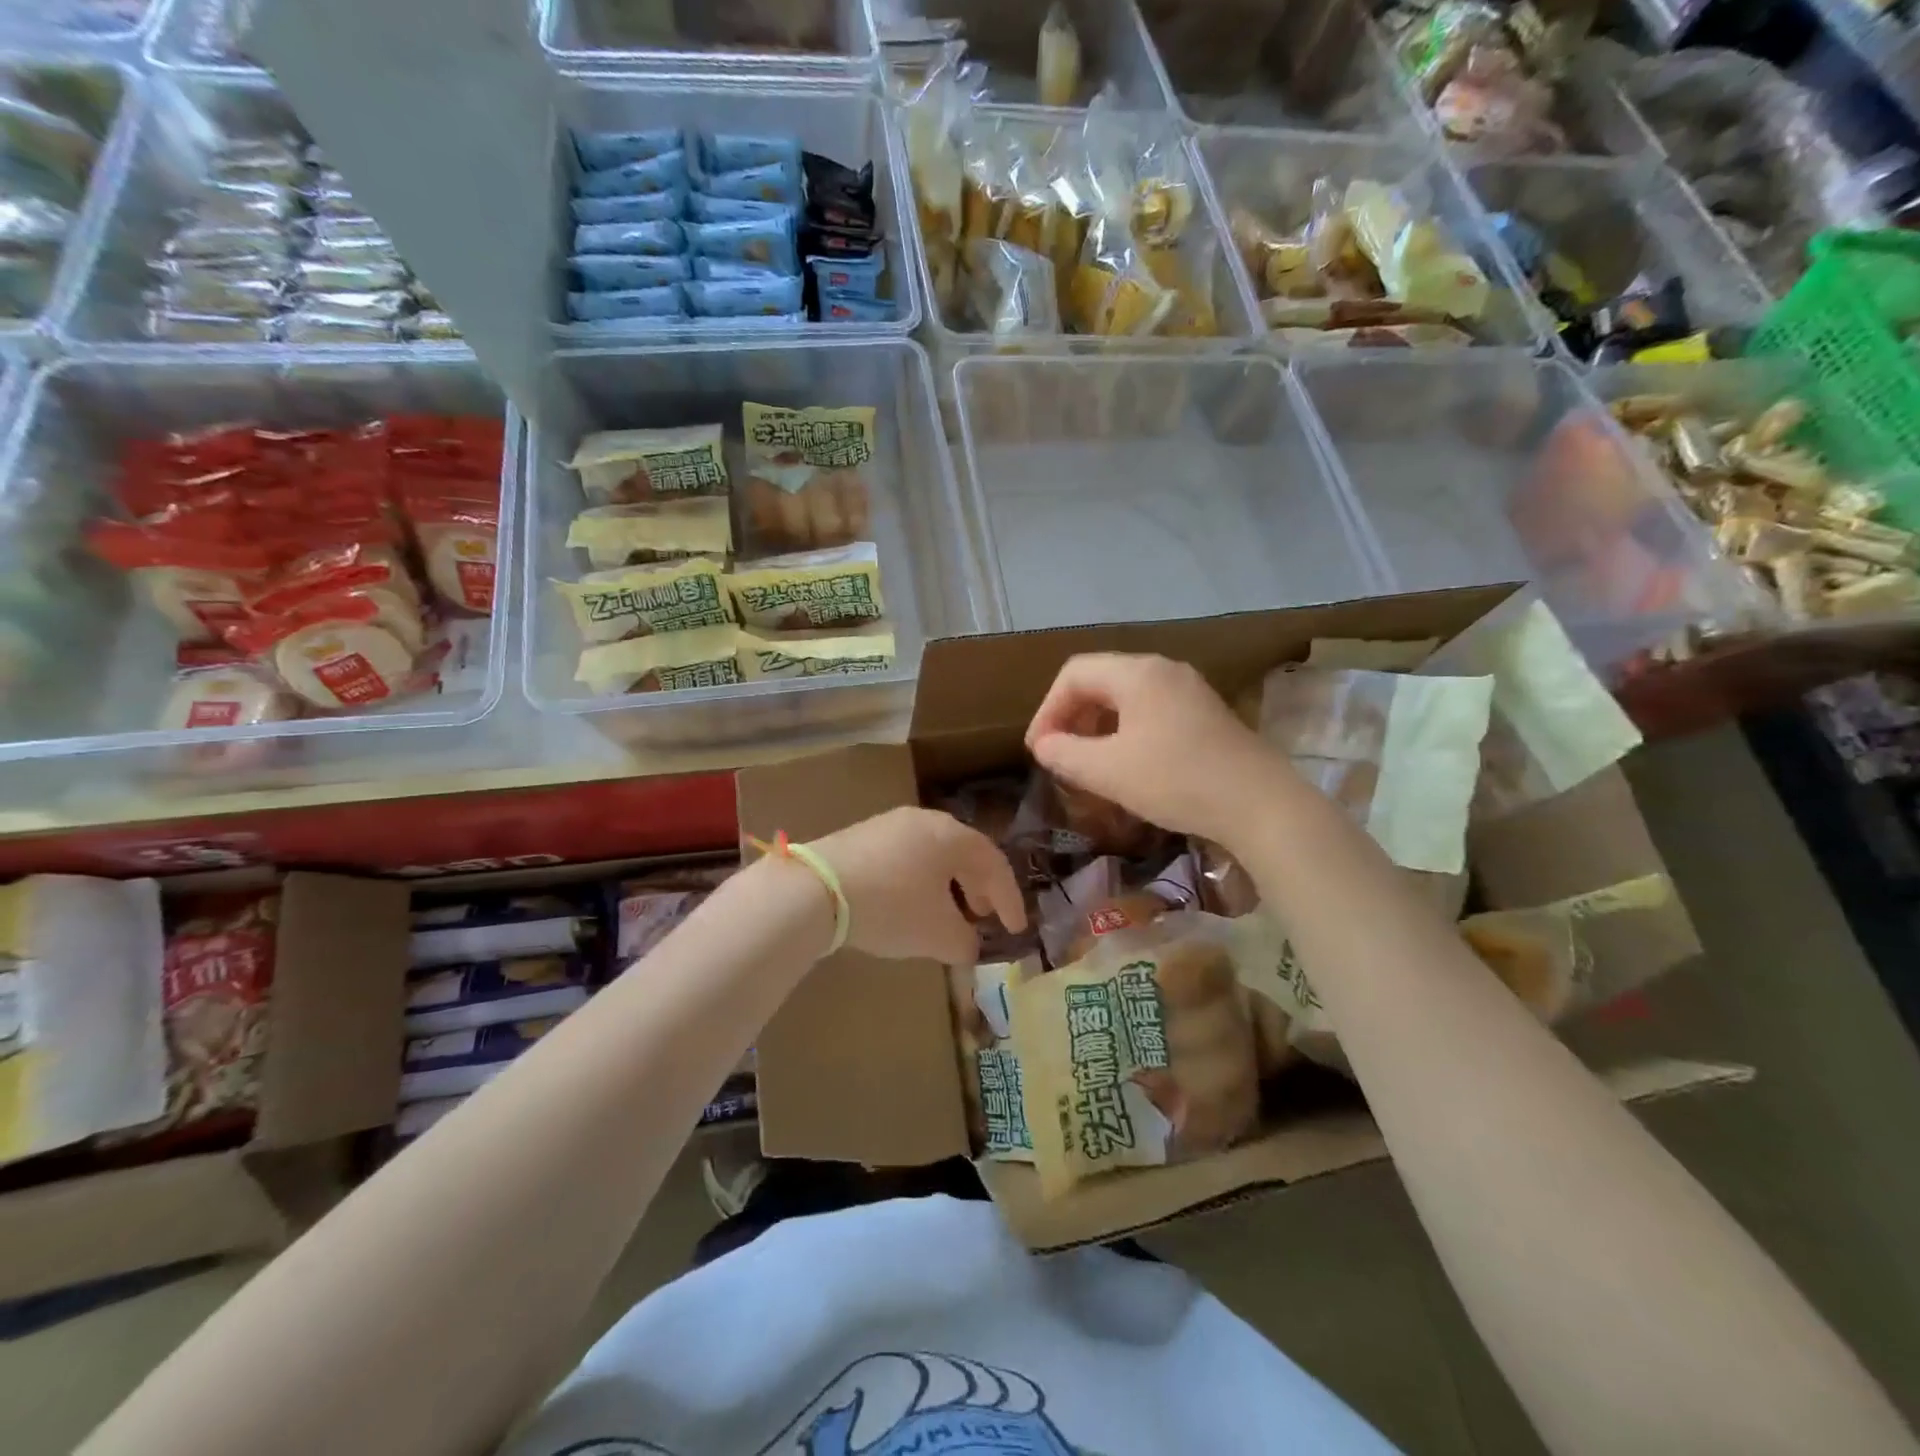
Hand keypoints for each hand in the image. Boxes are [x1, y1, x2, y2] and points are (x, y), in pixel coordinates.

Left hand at [810, 807, 1027, 964]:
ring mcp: (890, 825)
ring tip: (947, 914)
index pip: (994, 864)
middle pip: (963, 853)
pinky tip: (908, 905)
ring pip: (932, 855)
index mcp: (952, 836)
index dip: (1009, 899)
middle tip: (983, 916)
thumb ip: (964, 942)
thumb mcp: (937, 934)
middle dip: (978, 888)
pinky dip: (918, 881)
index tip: (1015, 930)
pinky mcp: (861, 837)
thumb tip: (968, 946)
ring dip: (947, 885)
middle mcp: (925, 820)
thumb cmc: (892, 907)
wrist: (815, 889)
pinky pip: (905, 857)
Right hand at [1025, 653, 1289, 851]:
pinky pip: (1151, 711)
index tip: (1039, 750)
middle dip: (1071, 717)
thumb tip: (1044, 746)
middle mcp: (1163, 670)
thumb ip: (1065, 754)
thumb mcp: (1108, 771)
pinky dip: (1126, 732)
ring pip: (1126, 698)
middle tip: (1059, 756)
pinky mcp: (1206, 714)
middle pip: (1100, 681)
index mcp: (1137, 673)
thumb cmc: (1176, 780)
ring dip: (1097, 726)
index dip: (1047, 709)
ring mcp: (1189, 690)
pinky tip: (1127, 765)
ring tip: (1087, 763)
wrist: (1260, 804)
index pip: (1074, 674)